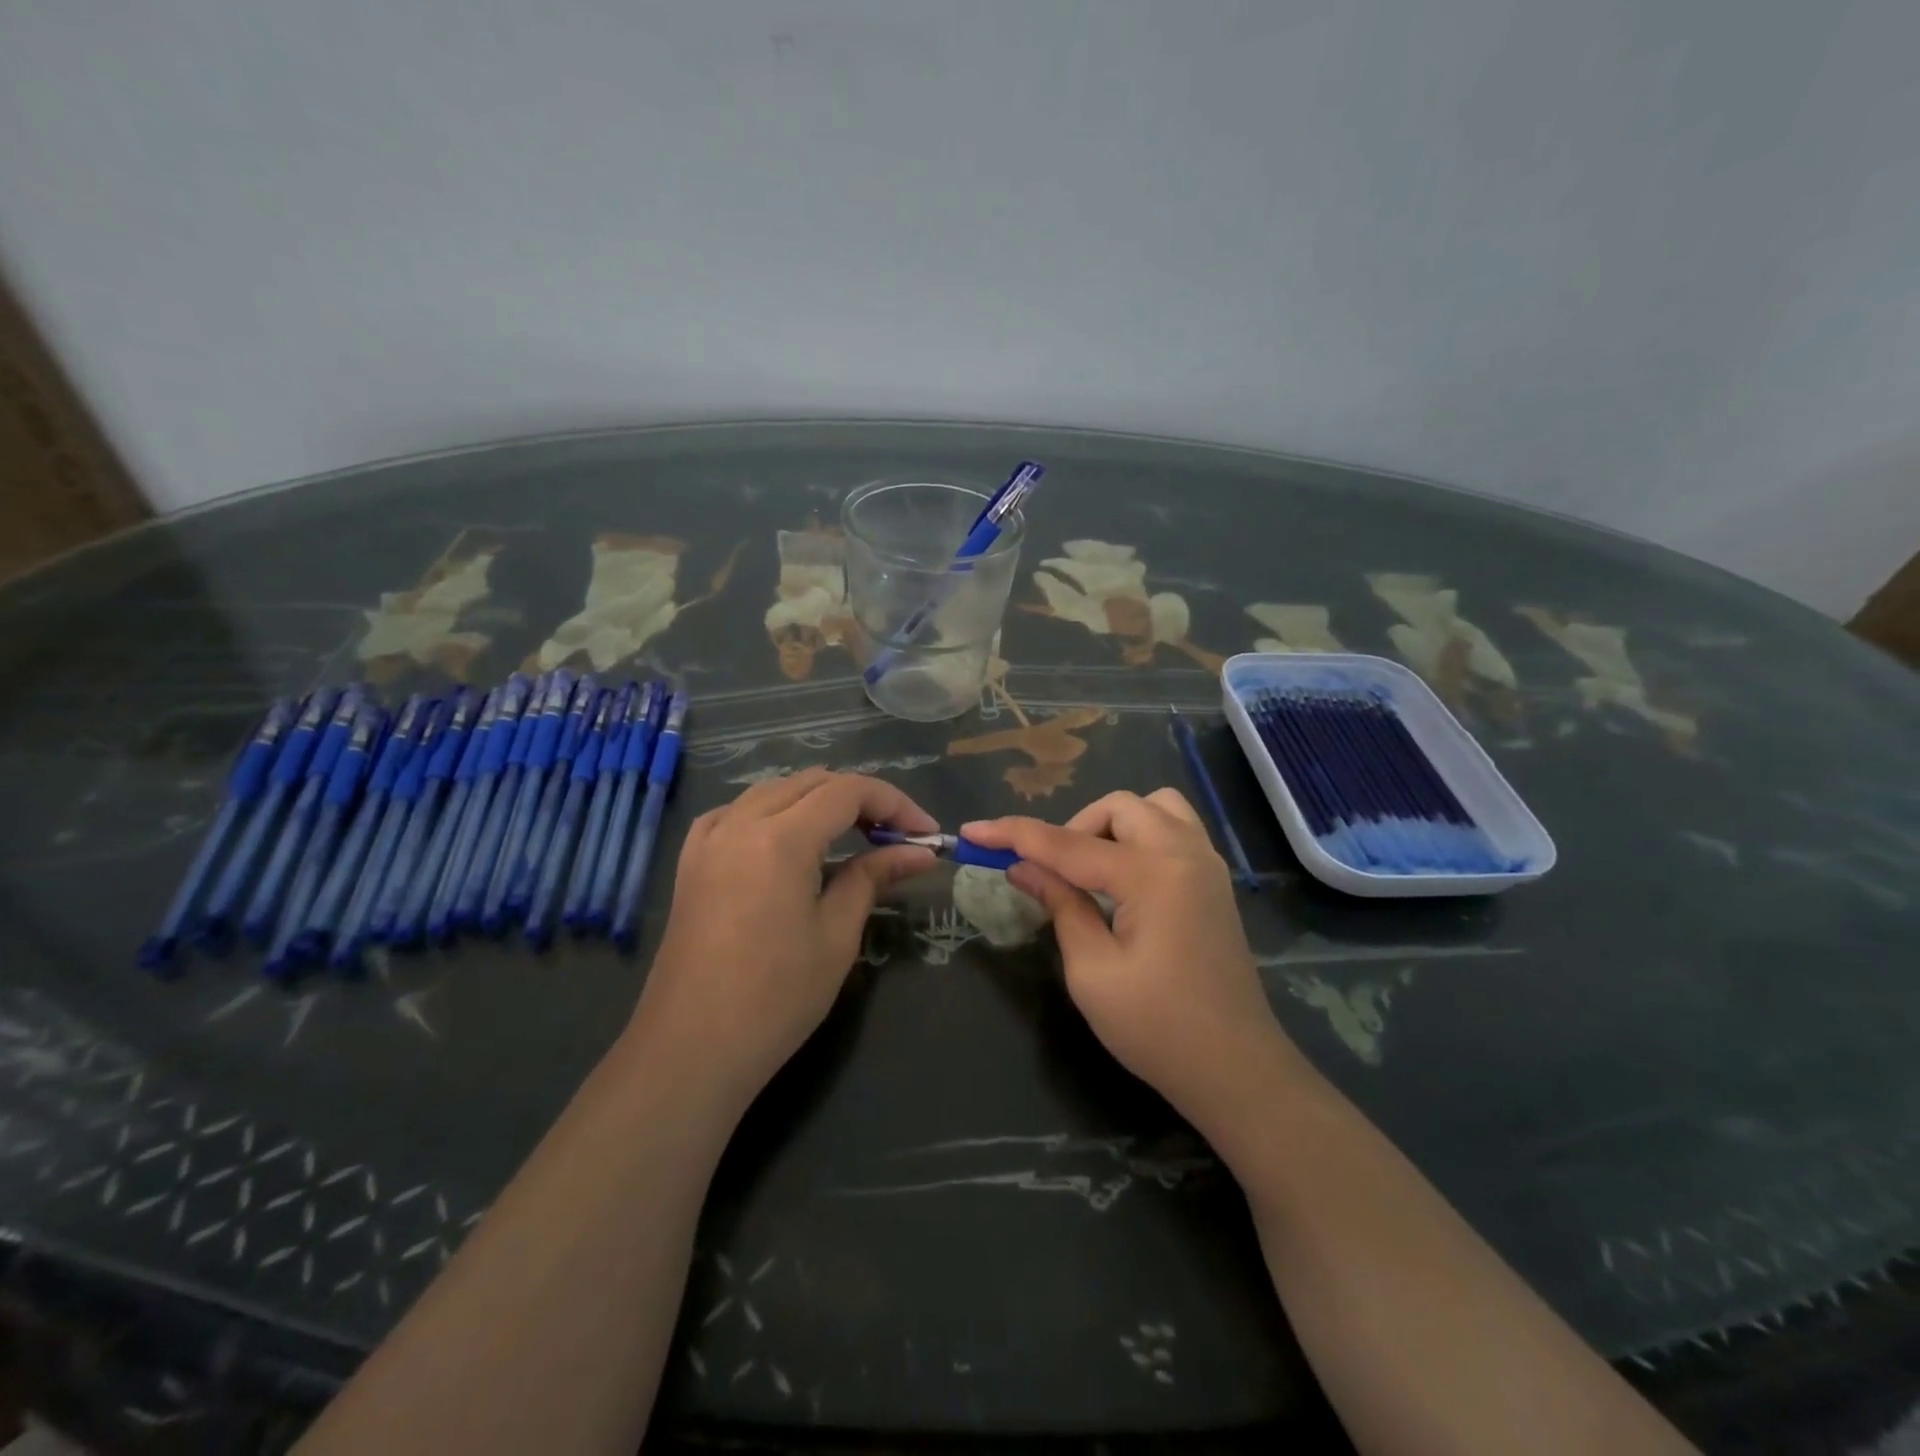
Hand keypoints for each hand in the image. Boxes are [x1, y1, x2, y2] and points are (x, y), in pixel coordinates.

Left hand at [631, 770, 936, 1112]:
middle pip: (813, 782)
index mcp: (780, 838)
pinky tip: (789, 839)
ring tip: (853, 836)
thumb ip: (875, 877)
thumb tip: (920, 852)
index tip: (925, 833)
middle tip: (896, 837)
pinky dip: (775, 812)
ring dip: (819, 801)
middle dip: (862, 800)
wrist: (691, 1048)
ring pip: (775, 790)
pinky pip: (738, 811)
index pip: (849, 791)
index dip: (895, 803)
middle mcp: (740, 822)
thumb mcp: (837, 935)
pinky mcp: (691, 860)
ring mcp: (709, 838)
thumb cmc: (776, 998)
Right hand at [964, 790, 1304, 1133]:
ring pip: (1153, 808)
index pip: (1067, 844)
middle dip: (1074, 829)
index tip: (973, 831)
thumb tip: (1023, 868)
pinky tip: (1124, 880)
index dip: (1014, 835)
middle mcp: (1185, 854)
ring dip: (1112, 826)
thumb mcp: (1092, 972)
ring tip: (1092, 871)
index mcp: (1152, 875)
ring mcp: (1207, 864)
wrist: (1236, 1069)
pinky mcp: (1214, 881)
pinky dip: (1141, 836)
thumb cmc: (1158, 1029)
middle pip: (1117, 808)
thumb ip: (1060, 905)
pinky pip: (1174, 829)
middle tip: (1052, 874)